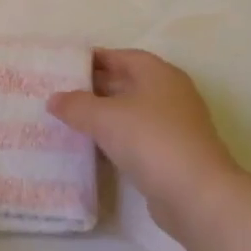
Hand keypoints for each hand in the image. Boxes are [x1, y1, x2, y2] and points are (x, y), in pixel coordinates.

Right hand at [49, 48, 250, 250]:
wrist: (196, 194)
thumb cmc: (150, 140)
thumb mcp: (104, 117)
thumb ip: (76, 105)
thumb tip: (54, 99)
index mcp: (159, 74)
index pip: (122, 56)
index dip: (94, 58)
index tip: (66, 66)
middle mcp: (170, 94)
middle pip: (128, 82)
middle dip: (96, 86)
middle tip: (62, 93)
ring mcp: (175, 125)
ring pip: (132, 111)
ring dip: (105, 114)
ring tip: (72, 119)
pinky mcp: (173, 154)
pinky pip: (138, 137)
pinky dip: (116, 137)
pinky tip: (94, 146)